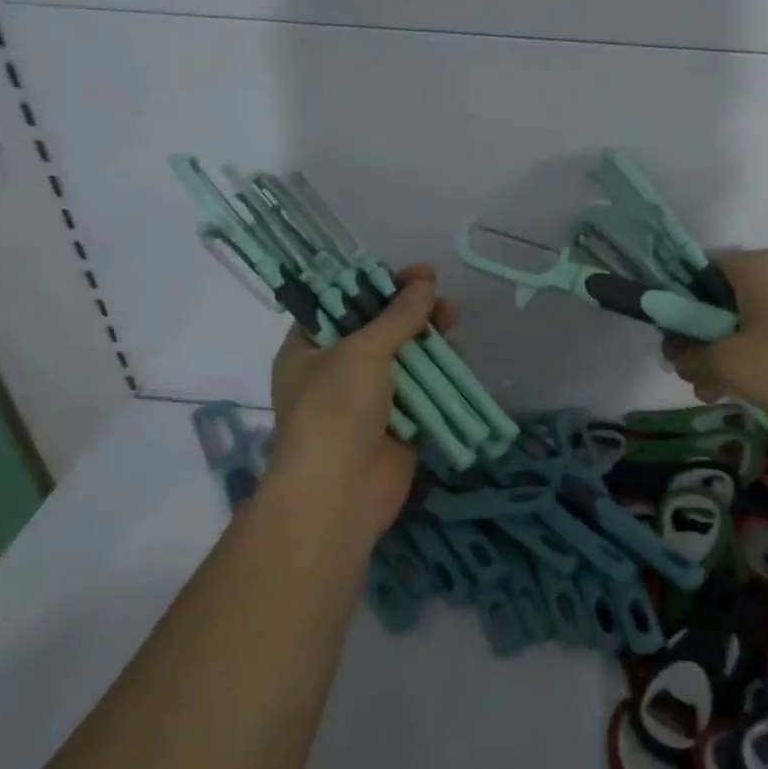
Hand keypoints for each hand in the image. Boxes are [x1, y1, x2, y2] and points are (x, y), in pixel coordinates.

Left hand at [265, 265, 455, 545]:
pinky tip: (458, 356)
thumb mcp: (361, 353)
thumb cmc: (335, 411)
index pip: (342, 302)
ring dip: (428, 339)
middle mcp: (336, 369)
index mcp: (309, 348)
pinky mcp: (397, 422)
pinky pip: (421, 390)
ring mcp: (368, 398)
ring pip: (404, 358)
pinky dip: (438, 373)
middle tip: (441, 296)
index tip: (415, 273)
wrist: (338, 495)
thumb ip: (397, 317)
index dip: (377, 284)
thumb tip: (426, 284)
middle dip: (410, 311)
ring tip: (455, 319)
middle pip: (378, 328)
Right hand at [666, 248, 767, 422]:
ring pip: (739, 322)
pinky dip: (749, 359)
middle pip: (715, 299)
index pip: (694, 268)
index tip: (667, 337)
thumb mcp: (728, 362)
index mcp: (752, 266)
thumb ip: (689, 355)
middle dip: (697, 339)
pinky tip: (741, 392)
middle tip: (690, 375)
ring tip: (713, 393)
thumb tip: (674, 353)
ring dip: (720, 356)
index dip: (672, 301)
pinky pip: (765, 336)